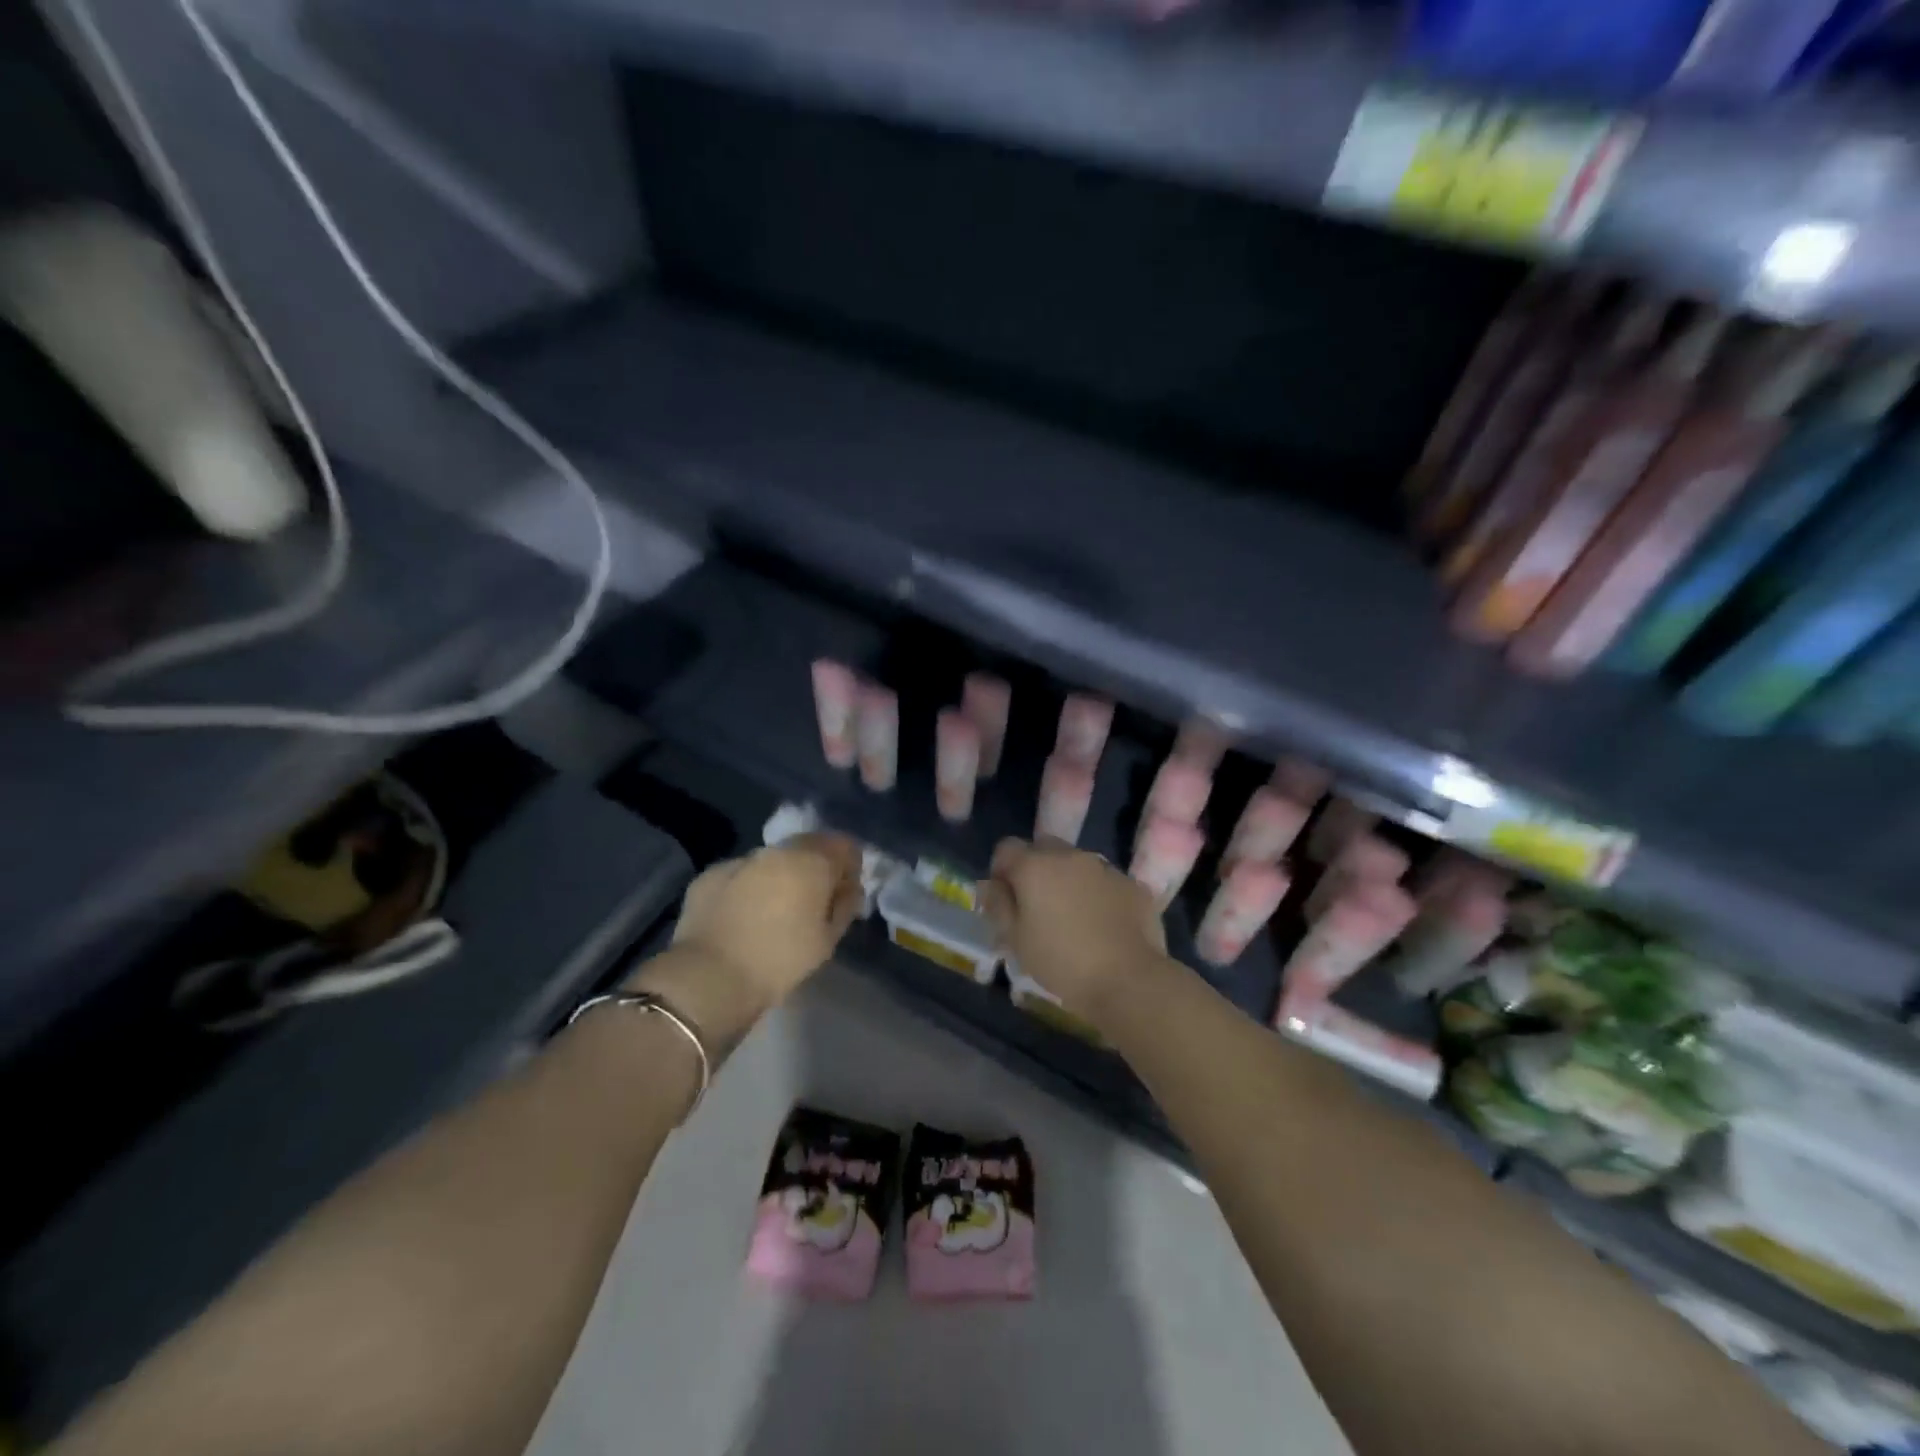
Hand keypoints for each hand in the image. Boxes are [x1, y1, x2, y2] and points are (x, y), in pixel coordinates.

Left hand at [648, 833, 864, 1030]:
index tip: (845, 893)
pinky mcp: (710, 875)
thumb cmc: (780, 961)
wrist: (710, 977)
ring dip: (780, 875)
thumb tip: (848, 888)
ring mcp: (740, 859)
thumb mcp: (827, 940)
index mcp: (811, 861)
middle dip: (815, 867)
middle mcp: (776, 850)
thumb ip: (844, 906)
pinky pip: (741, 874)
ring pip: (772, 860)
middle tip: (812, 902)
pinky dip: (748, 887)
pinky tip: (743, 916)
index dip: (850, 867)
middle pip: (807, 846)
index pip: (844, 845)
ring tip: (775, 910)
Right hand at [980, 837, 1164, 1020]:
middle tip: (1037, 907)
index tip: (1005, 900)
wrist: (1128, 979)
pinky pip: (1105, 881)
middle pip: (1043, 848)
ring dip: (1068, 880)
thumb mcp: (1015, 939)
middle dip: (1035, 870)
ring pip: (1077, 864)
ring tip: (1073, 919)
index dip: (1001, 871)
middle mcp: (1070, 856)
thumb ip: (998, 905)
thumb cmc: (1061, 961)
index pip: (1006, 848)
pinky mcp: (1133, 884)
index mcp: (1035, 865)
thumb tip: (990, 885)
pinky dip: (1099, 895)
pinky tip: (1103, 926)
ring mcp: (1105, 868)